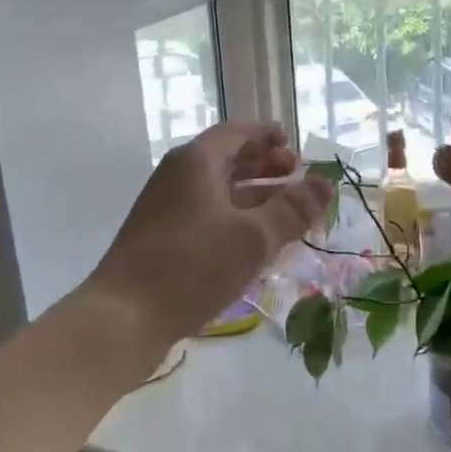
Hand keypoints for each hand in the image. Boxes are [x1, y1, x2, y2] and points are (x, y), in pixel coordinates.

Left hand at [89, 122, 332, 350]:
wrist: (123, 318)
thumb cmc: (192, 266)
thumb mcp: (253, 237)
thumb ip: (293, 209)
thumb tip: (327, 183)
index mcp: (196, 162)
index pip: (237, 133)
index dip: (267, 135)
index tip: (294, 143)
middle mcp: (178, 177)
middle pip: (227, 159)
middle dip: (264, 164)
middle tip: (296, 174)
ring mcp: (166, 209)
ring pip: (218, 190)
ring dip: (253, 194)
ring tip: (286, 209)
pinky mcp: (162, 239)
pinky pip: (207, 215)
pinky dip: (236, 218)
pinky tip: (256, 241)